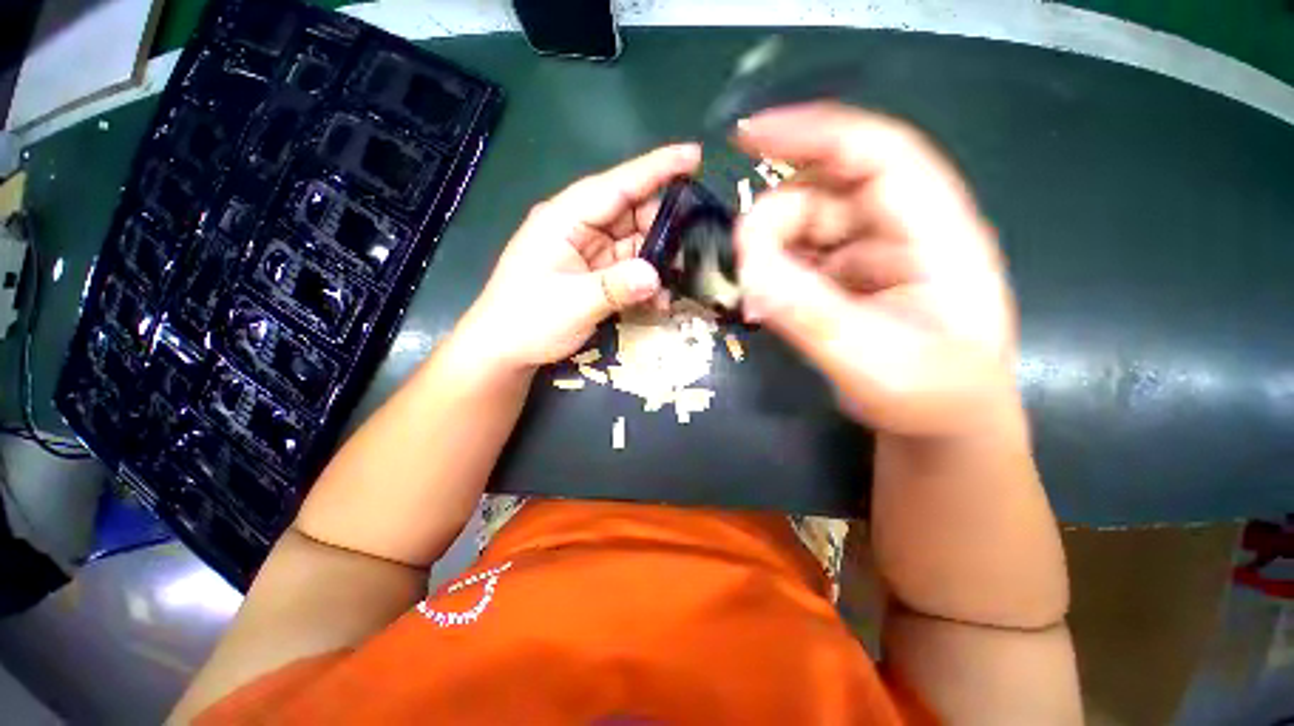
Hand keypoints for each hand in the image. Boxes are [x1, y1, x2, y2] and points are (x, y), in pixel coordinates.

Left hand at [459, 144, 701, 370]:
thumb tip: (656, 275)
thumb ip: (615, 287)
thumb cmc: (527, 320)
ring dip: (658, 259)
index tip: (694, 156)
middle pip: (631, 213)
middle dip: (664, 226)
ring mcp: (588, 252)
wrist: (504, 351)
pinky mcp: (595, 274)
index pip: (616, 185)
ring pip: (634, 242)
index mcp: (565, 219)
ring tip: (683, 275)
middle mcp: (579, 228)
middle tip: (697, 243)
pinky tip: (660, 299)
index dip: (656, 169)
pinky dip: (645, 280)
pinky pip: (628, 268)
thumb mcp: (572, 303)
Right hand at [735, 103, 1016, 435]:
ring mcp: (872, 252)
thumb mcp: (874, 361)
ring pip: (805, 225)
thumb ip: (813, 315)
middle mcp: (903, 229)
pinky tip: (763, 303)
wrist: (938, 424)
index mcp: (937, 232)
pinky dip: (772, 274)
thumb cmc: (930, 396)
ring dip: (770, 252)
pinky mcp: (847, 276)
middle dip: (776, 219)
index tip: (748, 136)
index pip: (878, 154)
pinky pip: (799, 257)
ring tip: (755, 296)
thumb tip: (750, 271)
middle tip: (745, 264)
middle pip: (827, 190)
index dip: (815, 133)